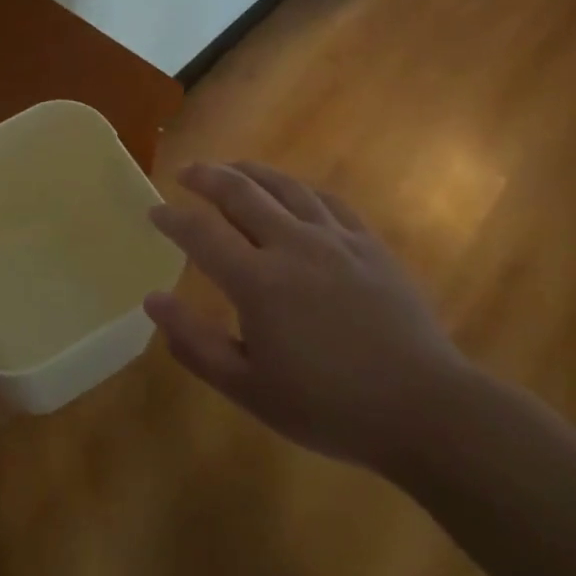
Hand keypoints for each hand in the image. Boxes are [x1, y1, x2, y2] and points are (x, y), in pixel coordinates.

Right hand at [146, 162, 469, 472]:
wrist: (423, 407)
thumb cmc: (328, 405)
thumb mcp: (249, 388)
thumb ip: (196, 342)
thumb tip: (152, 299)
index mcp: (257, 281)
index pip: (201, 233)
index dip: (173, 218)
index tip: (154, 211)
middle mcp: (292, 245)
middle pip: (241, 193)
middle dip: (207, 177)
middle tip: (186, 171)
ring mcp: (335, 239)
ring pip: (284, 187)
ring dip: (251, 171)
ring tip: (231, 167)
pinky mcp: (368, 244)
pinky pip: (327, 201)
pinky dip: (299, 188)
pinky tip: (293, 191)